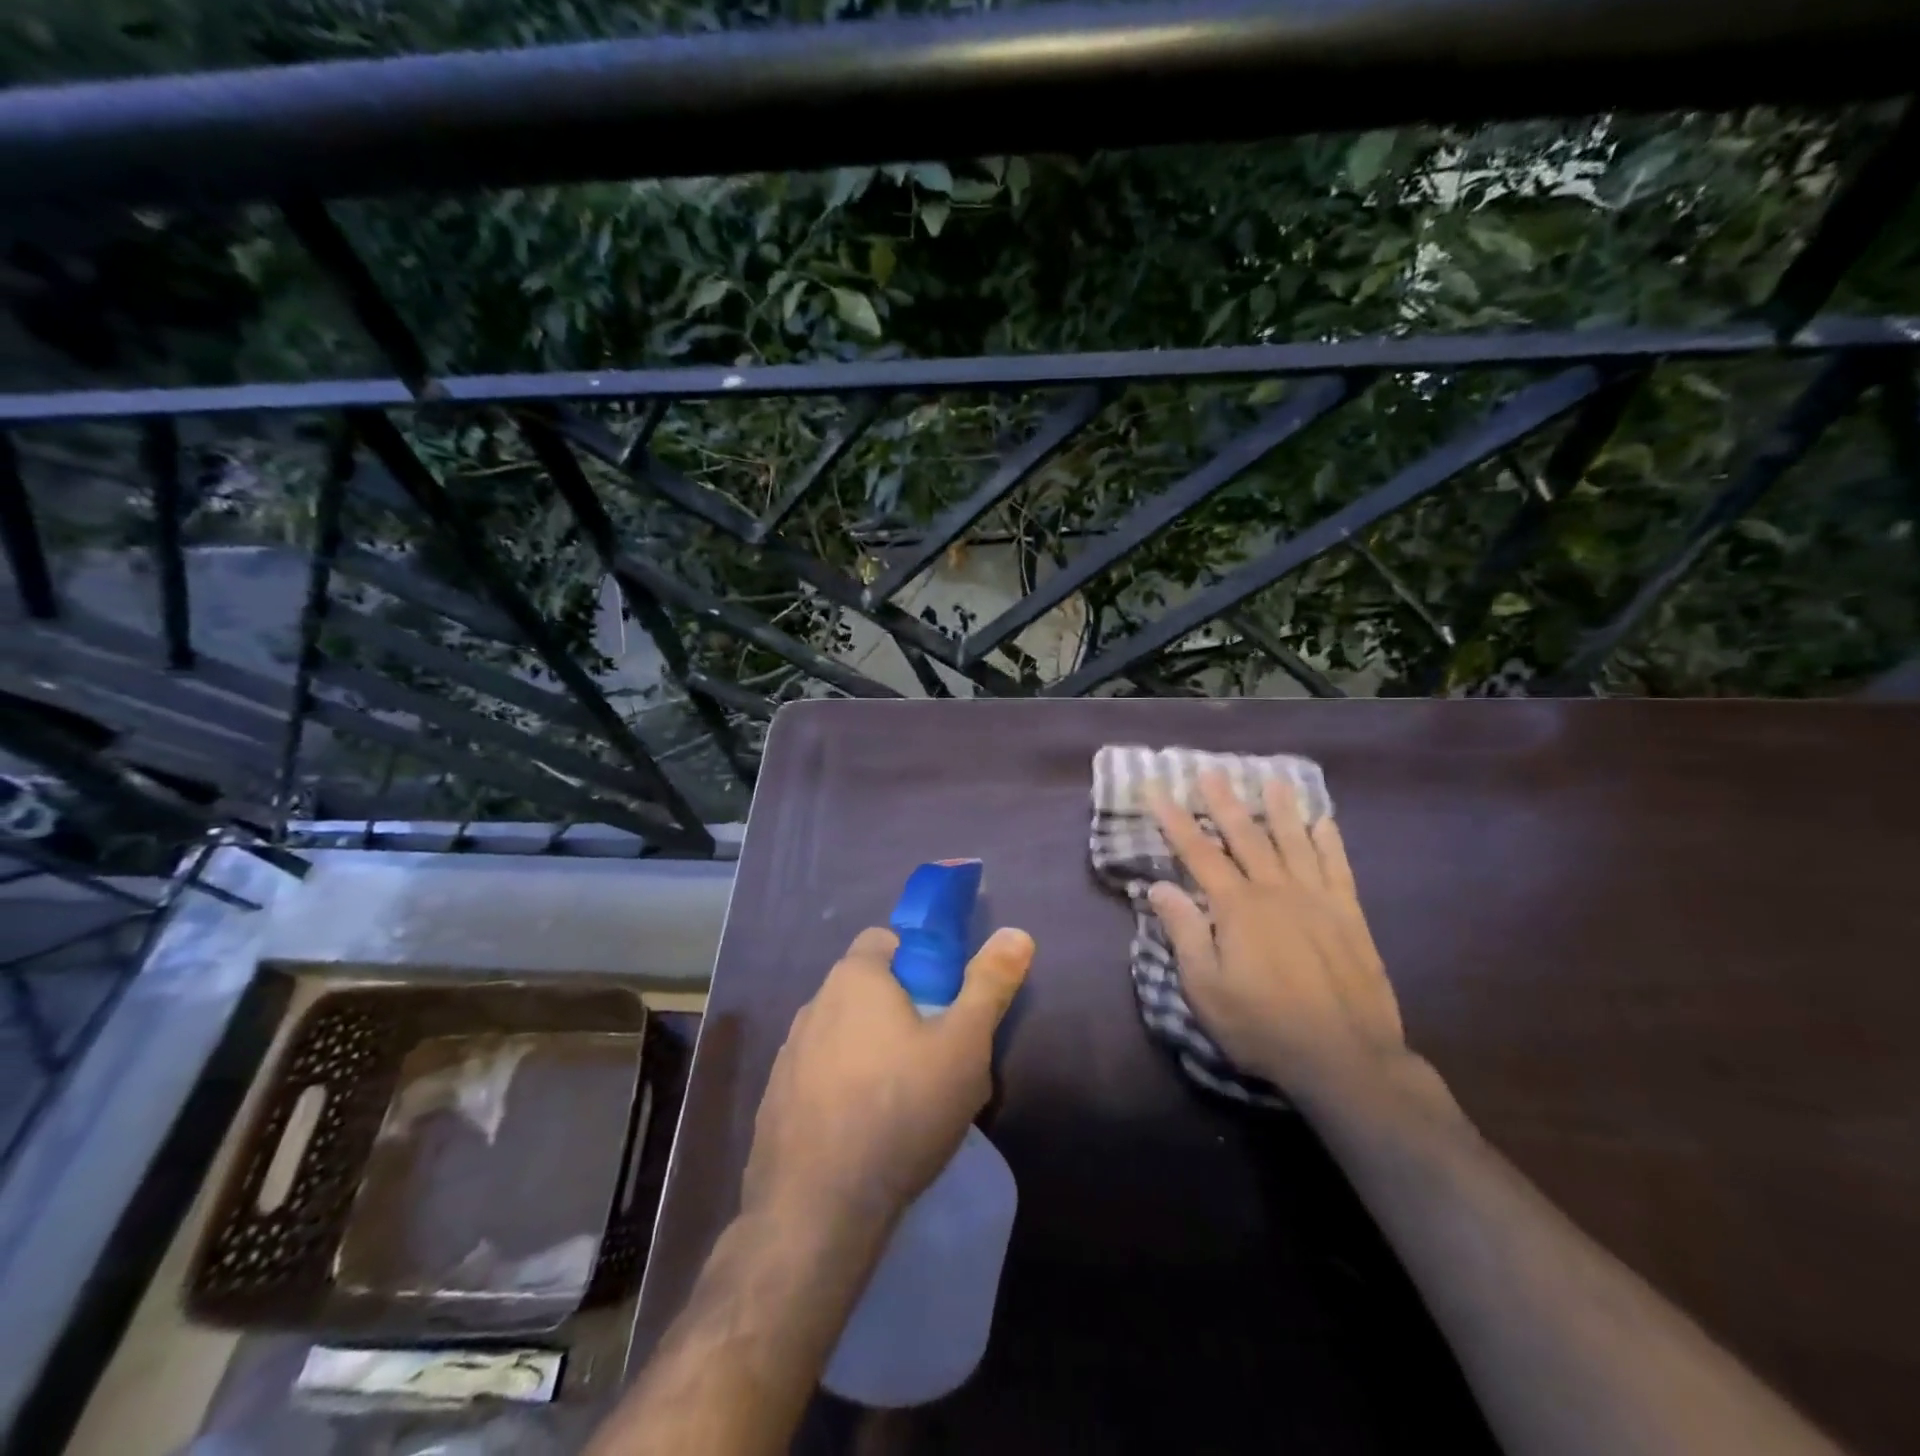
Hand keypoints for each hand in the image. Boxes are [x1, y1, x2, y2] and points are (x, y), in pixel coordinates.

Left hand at [743, 924, 1033, 1232]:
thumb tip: (1017, 933)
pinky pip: (820, 1078)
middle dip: (902, 1012)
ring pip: (844, 1035)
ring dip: (872, 1052)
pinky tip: (866, 1134)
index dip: (920, 963)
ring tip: (906, 1103)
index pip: (886, 941)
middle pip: (867, 990)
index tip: (944, 1004)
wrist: (817, 1210)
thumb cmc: (901, 1109)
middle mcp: (814, 1004)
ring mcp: (789, 1055)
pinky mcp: (776, 1102)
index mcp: (855, 978)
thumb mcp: (964, 1044)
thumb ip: (990, 984)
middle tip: (936, 1058)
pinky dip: (843, 1091)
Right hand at [1145, 771, 1405, 1094]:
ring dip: (1280, 808)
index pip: (1197, 852)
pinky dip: (1329, 841)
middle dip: (1224, 801)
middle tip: (1210, 770)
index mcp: (1236, 907)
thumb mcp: (1205, 988)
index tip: (1157, 788)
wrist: (1346, 1058)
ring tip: (1272, 779)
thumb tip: (1158, 886)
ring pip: (1294, 841)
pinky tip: (1324, 822)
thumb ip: (1184, 932)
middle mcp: (1275, 891)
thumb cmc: (1263, 1026)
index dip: (1174, 819)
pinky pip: (1338, 867)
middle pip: (1246, 835)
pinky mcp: (1349, 916)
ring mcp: (1317, 900)